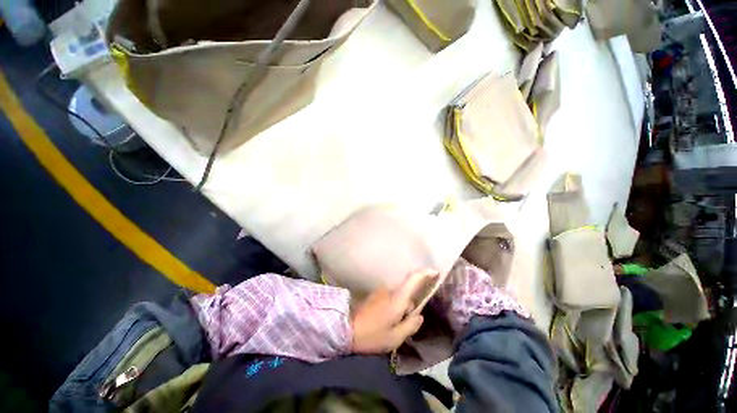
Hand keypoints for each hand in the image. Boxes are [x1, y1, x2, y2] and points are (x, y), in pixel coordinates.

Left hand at [351, 270, 437, 353]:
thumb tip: (419, 315)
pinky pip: (390, 298)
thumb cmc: (372, 335)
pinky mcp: (375, 294)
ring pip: (398, 297)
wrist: (347, 329)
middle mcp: (390, 290)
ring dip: (399, 308)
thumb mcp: (395, 337)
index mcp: (397, 299)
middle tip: (403, 325)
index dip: (425, 274)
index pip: (413, 279)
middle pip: (407, 293)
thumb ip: (411, 325)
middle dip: (409, 307)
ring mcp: (381, 291)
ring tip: (391, 326)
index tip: (435, 272)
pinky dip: (392, 307)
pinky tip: (384, 321)